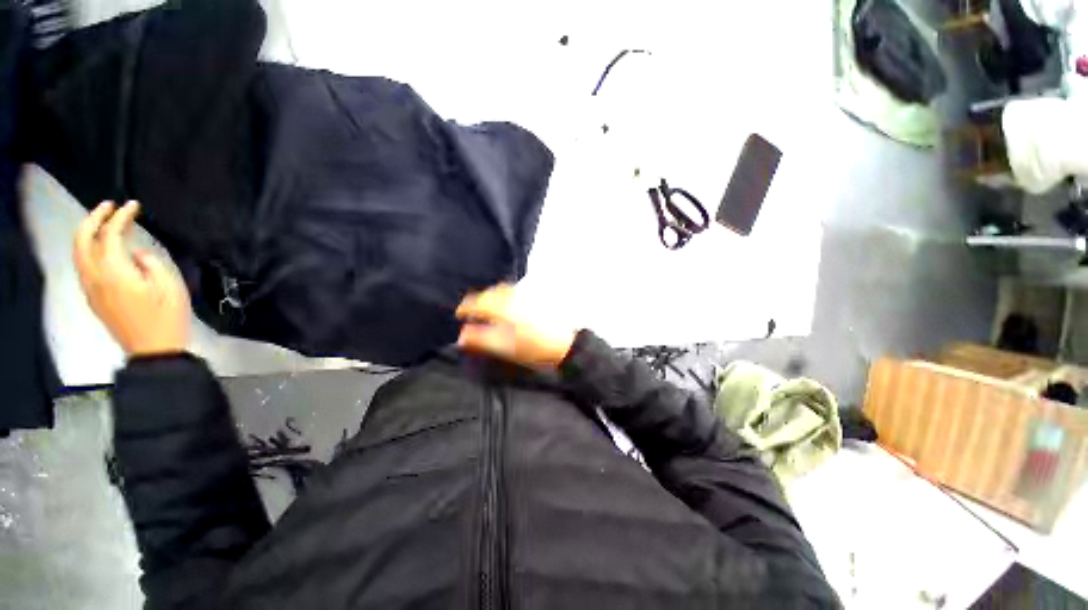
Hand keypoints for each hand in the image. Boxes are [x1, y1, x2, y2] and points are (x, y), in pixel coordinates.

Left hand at [74, 201, 190, 356]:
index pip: (110, 235)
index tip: (133, 205)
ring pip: (78, 253)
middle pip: (82, 240)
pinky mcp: (93, 298)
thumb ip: (150, 263)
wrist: (154, 350)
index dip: (121, 217)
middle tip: (109, 206)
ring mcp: (91, 289)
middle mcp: (95, 277)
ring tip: (104, 223)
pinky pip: (84, 266)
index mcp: (115, 272)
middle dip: (93, 218)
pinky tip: (103, 249)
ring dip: (88, 233)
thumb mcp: (170, 286)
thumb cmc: (168, 317)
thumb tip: (136, 254)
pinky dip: (89, 249)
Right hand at [455, 284, 575, 368]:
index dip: (465, 307)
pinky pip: (513, 292)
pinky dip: (503, 296)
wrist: (563, 346)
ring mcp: (526, 297)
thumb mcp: (504, 348)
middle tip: (471, 312)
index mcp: (504, 308)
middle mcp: (514, 298)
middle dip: (477, 300)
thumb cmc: (534, 348)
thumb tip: (462, 337)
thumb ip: (480, 340)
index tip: (459, 314)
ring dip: (490, 296)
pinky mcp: (534, 300)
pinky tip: (505, 306)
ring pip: (502, 290)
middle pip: (490, 293)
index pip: (478, 302)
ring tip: (486, 308)